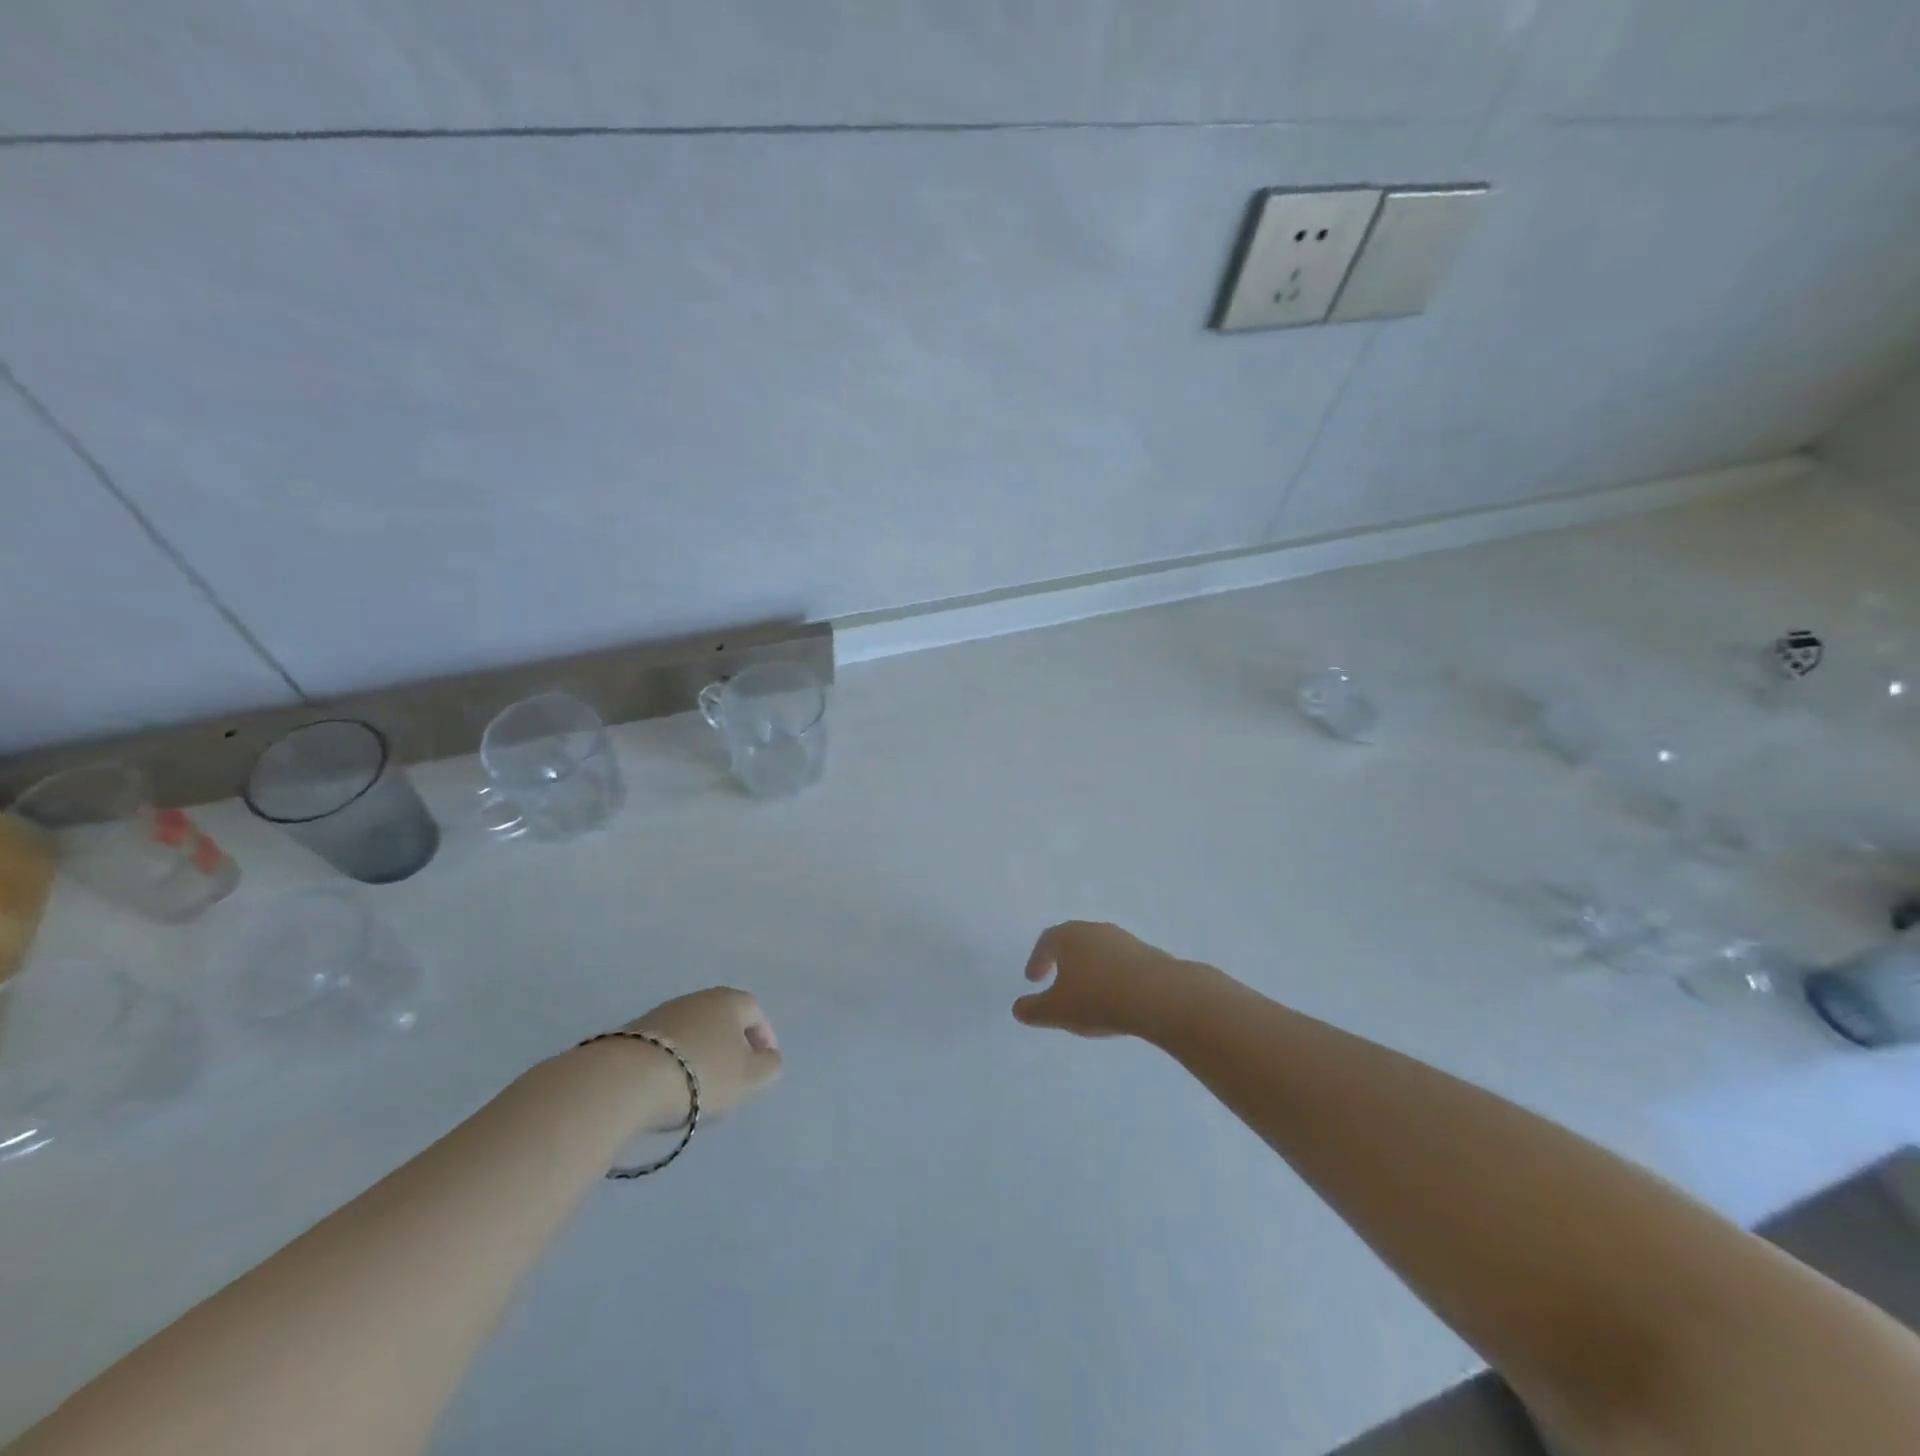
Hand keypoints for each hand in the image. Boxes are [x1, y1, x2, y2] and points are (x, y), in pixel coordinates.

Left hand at [623, 987, 782, 1127]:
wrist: (627, 1079)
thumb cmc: (701, 1074)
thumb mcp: (749, 1077)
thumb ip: (769, 1066)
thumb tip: (768, 1057)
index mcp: (730, 1000)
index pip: (756, 1013)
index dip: (764, 1038)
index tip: (762, 1065)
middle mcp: (698, 998)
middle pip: (723, 1020)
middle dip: (731, 1046)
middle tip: (733, 1077)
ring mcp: (664, 1012)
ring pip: (694, 1032)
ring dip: (701, 1053)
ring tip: (699, 1086)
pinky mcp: (635, 1033)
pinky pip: (667, 1046)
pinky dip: (675, 1061)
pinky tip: (669, 1085)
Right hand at [1012, 921, 1209, 1039]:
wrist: (1159, 996)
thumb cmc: (1097, 999)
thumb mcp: (1057, 1011)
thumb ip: (1033, 1010)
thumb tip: (1018, 1008)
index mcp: (1069, 936)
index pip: (1047, 941)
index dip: (1037, 960)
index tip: (1033, 979)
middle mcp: (1095, 930)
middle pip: (1074, 941)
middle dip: (1063, 961)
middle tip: (1057, 981)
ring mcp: (1124, 940)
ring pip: (1099, 951)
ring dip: (1090, 969)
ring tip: (1088, 994)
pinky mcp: (1148, 954)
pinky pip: (1121, 963)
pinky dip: (1112, 977)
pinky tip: (1116, 998)